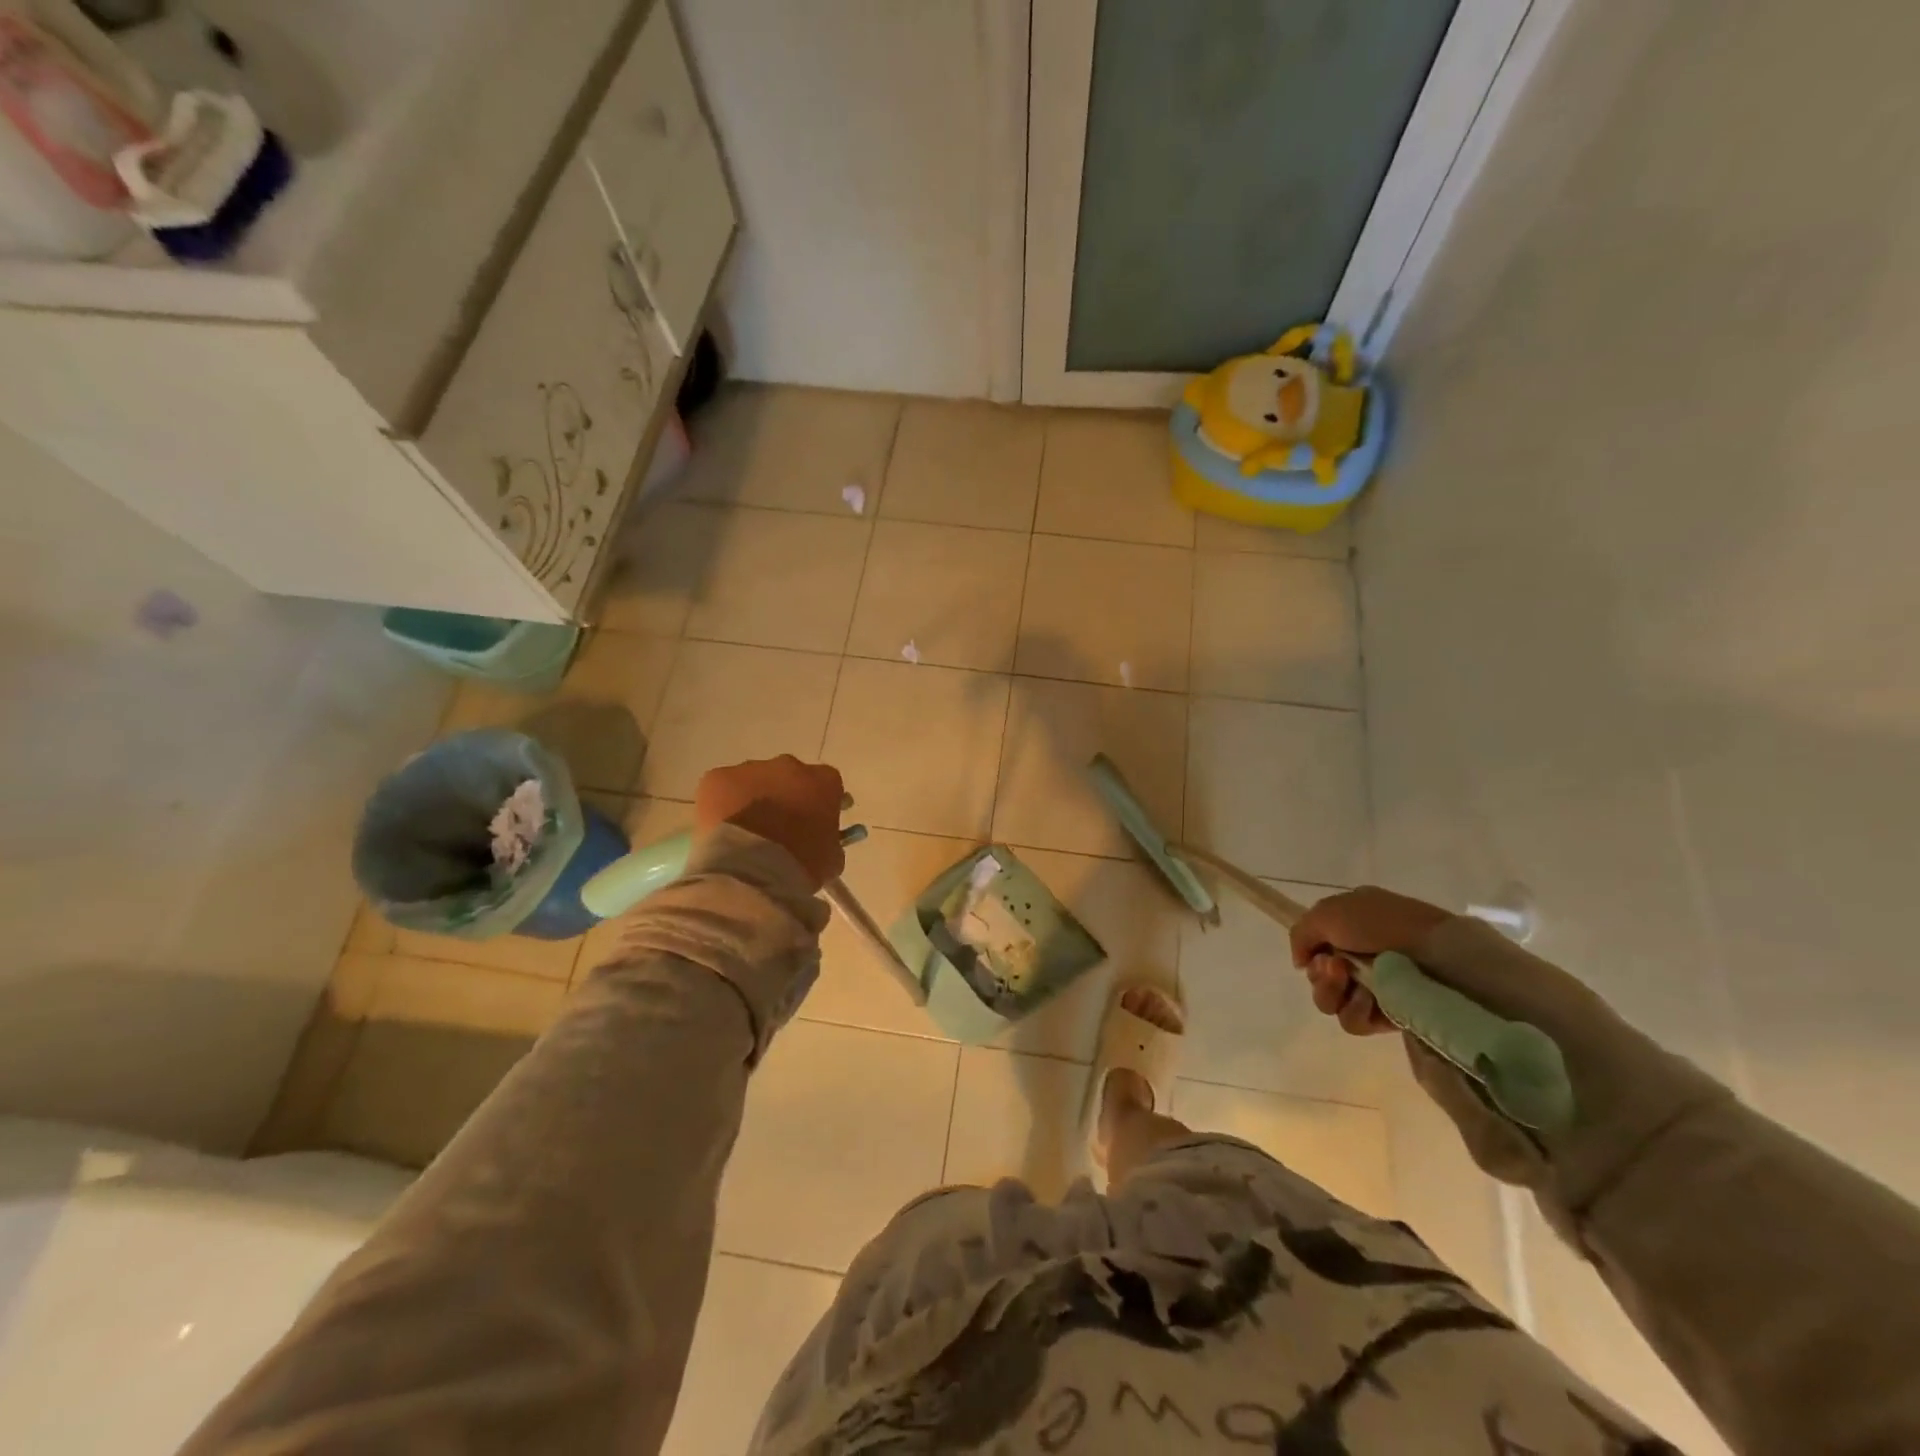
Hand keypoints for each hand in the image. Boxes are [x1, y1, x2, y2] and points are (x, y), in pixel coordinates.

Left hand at [695, 756, 845, 887]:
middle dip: (785, 797)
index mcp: (824, 781)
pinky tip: (722, 830)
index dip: (819, 804)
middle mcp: (789, 766)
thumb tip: (822, 841)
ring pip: (753, 780)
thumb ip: (830, 841)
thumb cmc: (801, 866)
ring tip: (745, 832)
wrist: (752, 872)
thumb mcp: (831, 859)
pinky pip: (722, 788)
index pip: (826, 785)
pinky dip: (722, 805)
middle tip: (778, 827)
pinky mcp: (716, 778)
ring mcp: (750, 769)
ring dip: (752, 799)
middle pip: (789, 777)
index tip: (814, 823)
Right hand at [1288, 886, 1449, 1035]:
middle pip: (1318, 978)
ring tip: (1356, 985)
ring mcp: (1376, 987)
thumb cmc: (1382, 924)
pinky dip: (1357, 1011)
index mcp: (1349, 926)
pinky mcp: (1390, 1015)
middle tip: (1336, 968)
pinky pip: (1355, 1021)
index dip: (1310, 954)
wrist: (1438, 953)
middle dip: (1321, 977)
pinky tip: (1372, 1000)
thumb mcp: (1328, 912)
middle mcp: (1360, 956)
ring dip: (1335, 993)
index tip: (1316, 955)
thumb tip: (1301, 963)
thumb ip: (1301, 934)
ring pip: (1332, 1002)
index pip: (1315, 948)